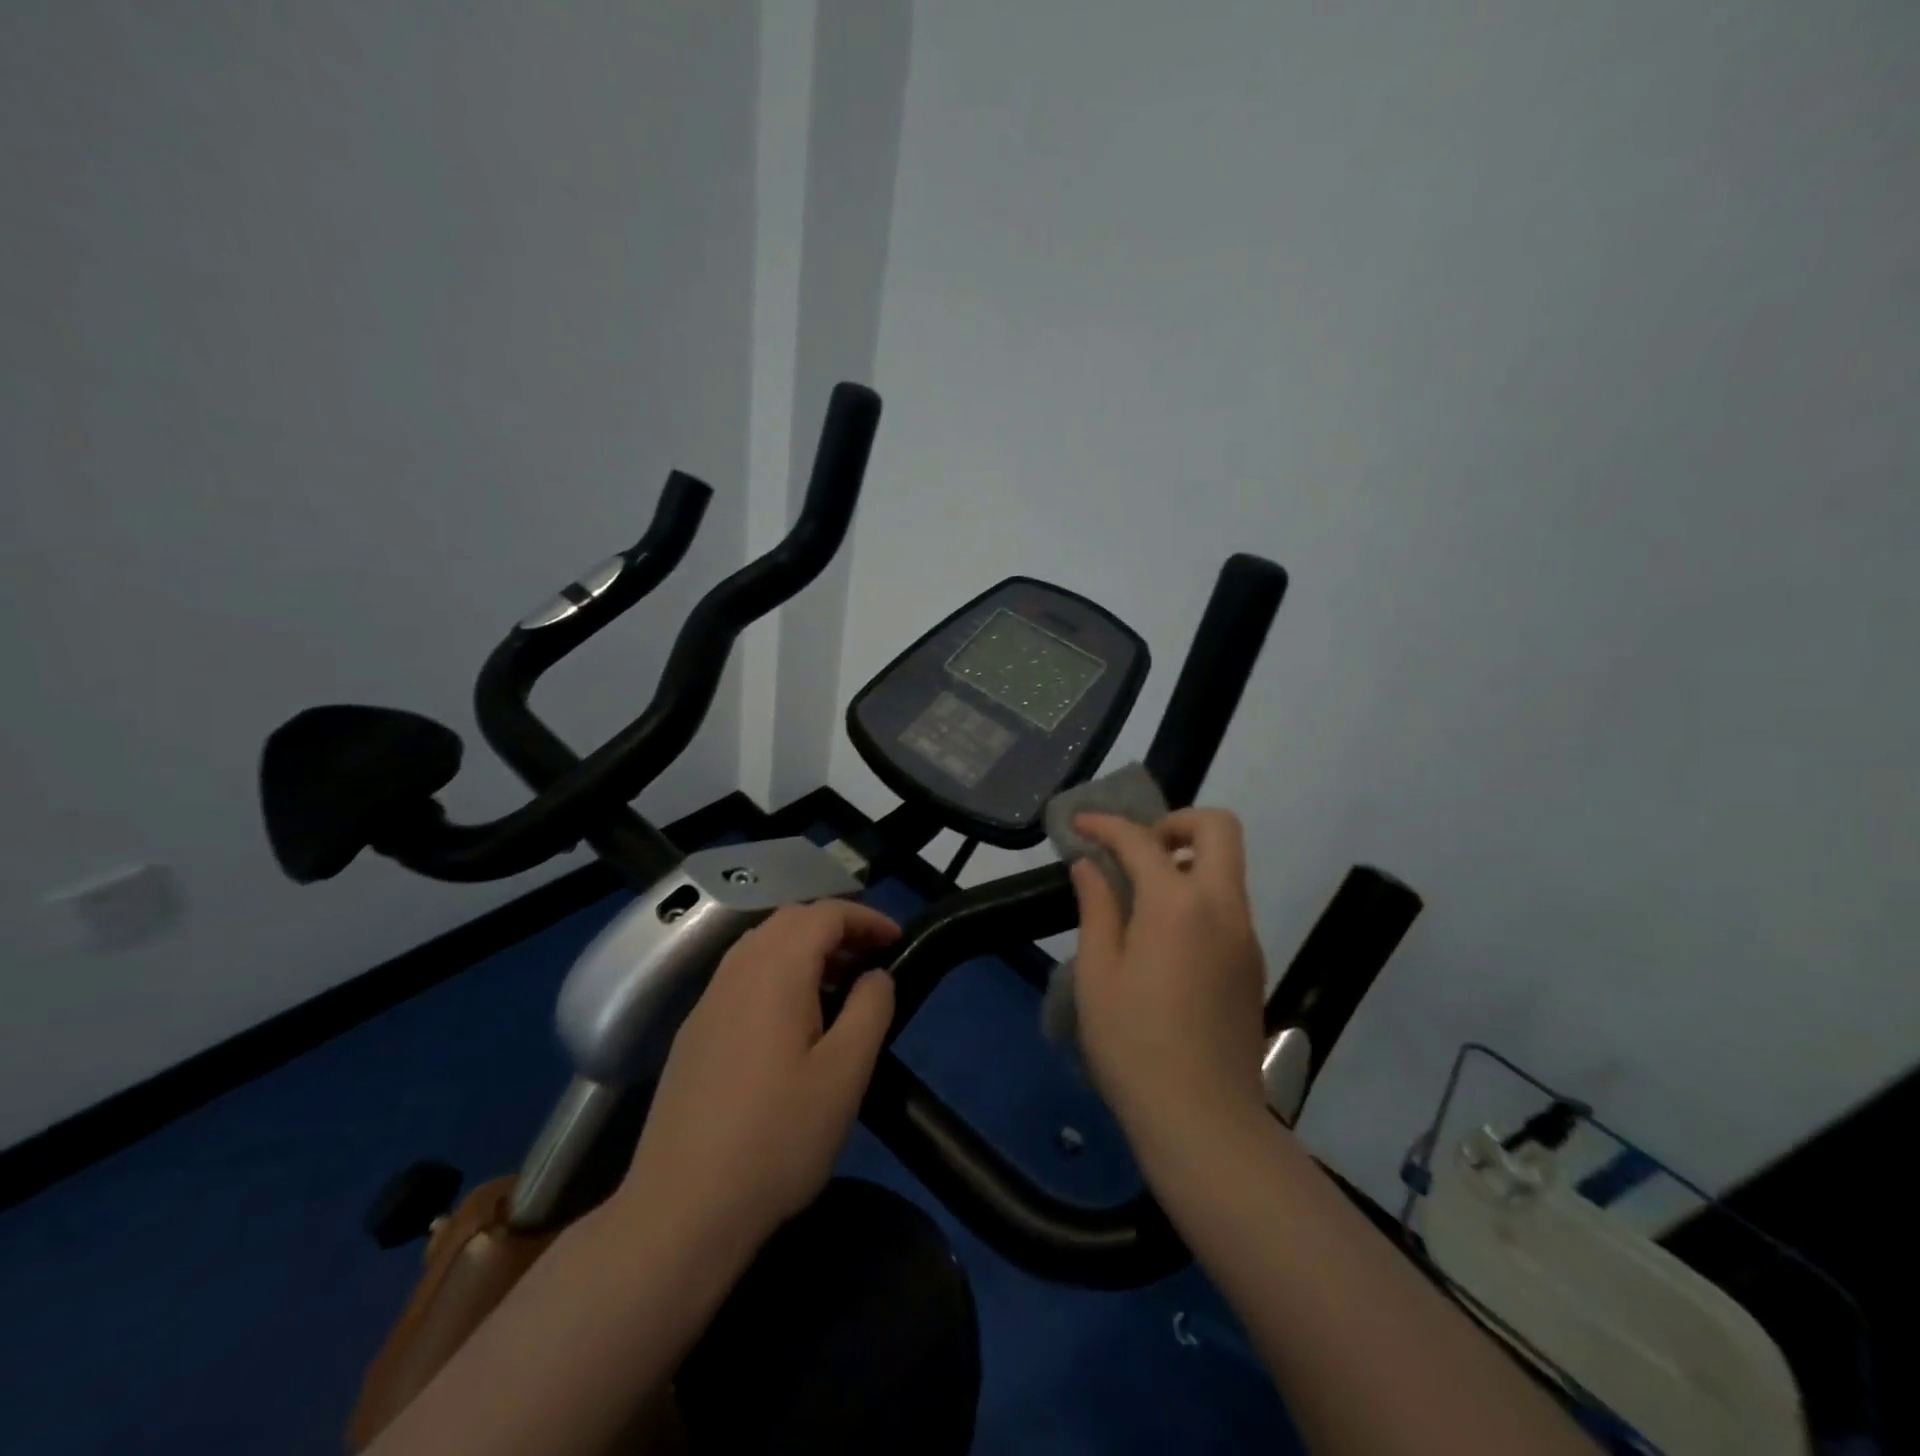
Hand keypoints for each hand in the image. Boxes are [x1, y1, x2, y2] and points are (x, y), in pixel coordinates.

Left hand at [617, 899, 898, 1254]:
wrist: (681, 1211)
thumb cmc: (776, 1139)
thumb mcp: (845, 1074)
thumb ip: (870, 1009)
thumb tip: (876, 974)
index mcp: (774, 970)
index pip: (824, 913)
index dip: (865, 917)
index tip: (897, 940)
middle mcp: (735, 971)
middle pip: (790, 920)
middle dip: (836, 927)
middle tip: (872, 959)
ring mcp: (707, 1001)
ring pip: (762, 945)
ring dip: (806, 949)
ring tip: (840, 987)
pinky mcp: (694, 1033)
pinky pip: (743, 976)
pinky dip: (779, 973)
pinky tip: (794, 1021)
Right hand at [1070, 809, 1269, 1153]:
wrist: (1205, 1122)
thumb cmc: (1134, 1045)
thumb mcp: (1098, 974)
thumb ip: (1096, 908)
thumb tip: (1090, 866)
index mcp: (1177, 904)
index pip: (1141, 840)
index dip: (1106, 825)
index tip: (1079, 826)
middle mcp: (1222, 907)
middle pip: (1218, 828)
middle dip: (1174, 821)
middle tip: (1135, 850)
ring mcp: (1245, 935)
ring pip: (1227, 866)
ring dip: (1186, 858)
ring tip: (1138, 893)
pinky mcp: (1251, 963)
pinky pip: (1227, 903)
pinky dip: (1196, 893)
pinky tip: (1161, 935)